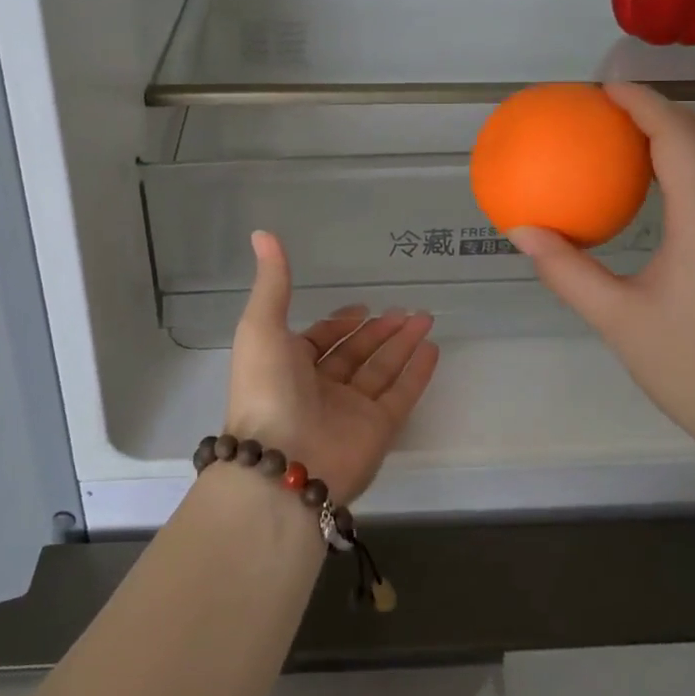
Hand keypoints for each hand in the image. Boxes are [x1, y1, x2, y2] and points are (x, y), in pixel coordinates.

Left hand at [224, 231, 440, 503]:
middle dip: (380, 330)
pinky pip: (401, 394)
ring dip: (403, 344)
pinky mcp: (377, 430)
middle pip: (356, 353)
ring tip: (426, 317)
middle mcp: (320, 387)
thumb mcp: (261, 326)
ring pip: (381, 370)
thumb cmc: (267, 389)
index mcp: (289, 365)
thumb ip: (272, 282)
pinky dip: (417, 373)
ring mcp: (350, 410)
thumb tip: (262, 232)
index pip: (321, 340)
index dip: (341, 323)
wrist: (282, 463)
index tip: (364, 307)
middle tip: (408, 309)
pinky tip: (432, 349)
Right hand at [508, 84, 694, 460]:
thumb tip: (520, 231)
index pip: (677, 136)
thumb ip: (566, 271)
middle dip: (665, 109)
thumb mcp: (618, 320)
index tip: (605, 88)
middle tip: (615, 111)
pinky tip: (662, 195)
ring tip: (634, 140)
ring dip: (684, 135)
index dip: (643, 103)